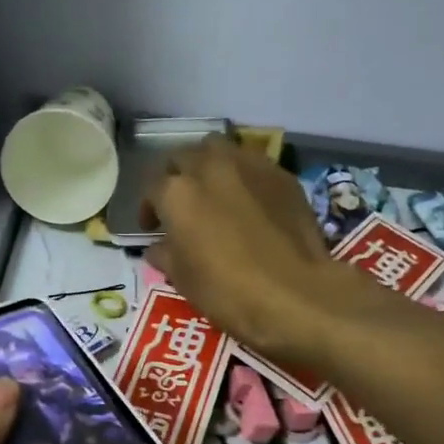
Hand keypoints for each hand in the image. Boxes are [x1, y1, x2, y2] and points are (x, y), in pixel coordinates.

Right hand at [142, 139, 342, 360]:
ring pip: (220, 149)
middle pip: (184, 157)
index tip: (153, 228)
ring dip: (210, 166)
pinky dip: (243, 177)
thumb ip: (166, 255)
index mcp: (177, 194)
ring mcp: (250, 166)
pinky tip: (249, 202)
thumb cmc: (227, 292)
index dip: (149, 208)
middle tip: (181, 205)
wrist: (295, 294)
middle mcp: (210, 167)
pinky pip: (254, 165)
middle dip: (177, 176)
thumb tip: (158, 248)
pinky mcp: (282, 175)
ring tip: (214, 193)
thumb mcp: (184, 281)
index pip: (153, 188)